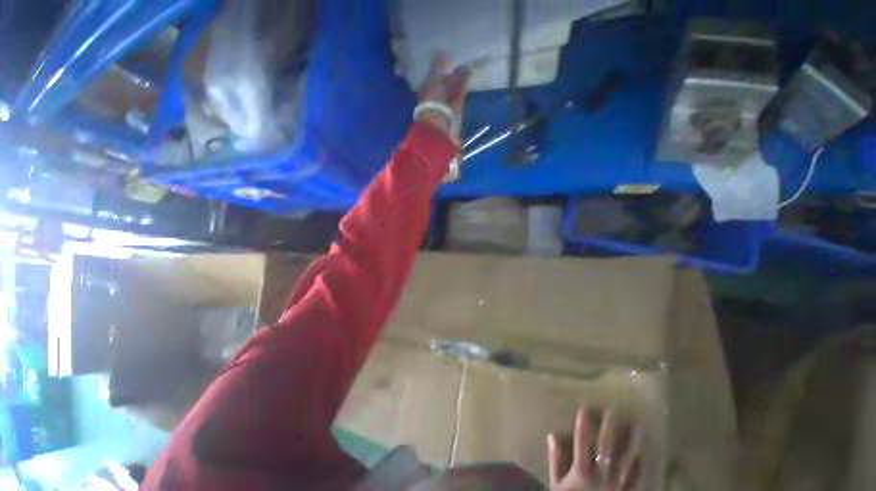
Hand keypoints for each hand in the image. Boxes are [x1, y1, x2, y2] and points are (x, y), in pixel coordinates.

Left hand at [417, 51, 470, 140]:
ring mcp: (447, 103)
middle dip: (449, 72)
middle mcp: (435, 97)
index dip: (436, 68)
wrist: (440, 127)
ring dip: (459, 76)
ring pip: (453, 87)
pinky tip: (469, 71)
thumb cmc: (432, 103)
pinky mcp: (457, 108)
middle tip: (456, 57)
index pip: (431, 78)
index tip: (443, 56)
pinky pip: (460, 92)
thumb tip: (440, 50)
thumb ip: (437, 67)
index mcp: (425, 91)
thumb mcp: (432, 82)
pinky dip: (464, 82)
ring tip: (465, 63)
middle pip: (443, 83)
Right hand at [548, 409, 643, 490]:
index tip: (586, 409)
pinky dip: (639, 469)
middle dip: (609, 428)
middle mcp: (601, 477)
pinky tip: (643, 456)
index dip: (583, 426)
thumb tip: (554, 436)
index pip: (582, 443)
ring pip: (626, 462)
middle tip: (613, 411)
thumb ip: (556, 462)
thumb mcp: (556, 486)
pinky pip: (635, 482)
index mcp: (581, 473)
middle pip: (606, 449)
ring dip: (632, 445)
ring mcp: (616, 488)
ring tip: (637, 428)